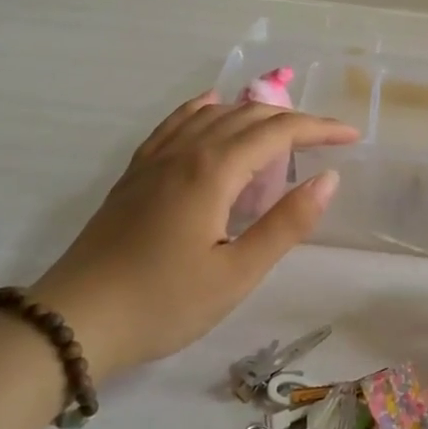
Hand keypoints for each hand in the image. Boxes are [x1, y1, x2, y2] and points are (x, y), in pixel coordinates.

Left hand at [30, 93, 357, 380]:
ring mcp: (154, 159)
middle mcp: (185, 151)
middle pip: (247, 117)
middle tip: (327, 139)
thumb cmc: (163, 303)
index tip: (352, 137)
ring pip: (212, 115)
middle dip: (293, 120)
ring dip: (253, 114)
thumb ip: (286, 224)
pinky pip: (176, 124)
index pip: (277, 133)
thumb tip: (328, 179)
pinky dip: (203, 110)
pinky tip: (209, 107)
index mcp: (212, 171)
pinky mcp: (135, 173)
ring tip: (281, 129)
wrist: (75, 321)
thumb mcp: (236, 274)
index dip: (319, 129)